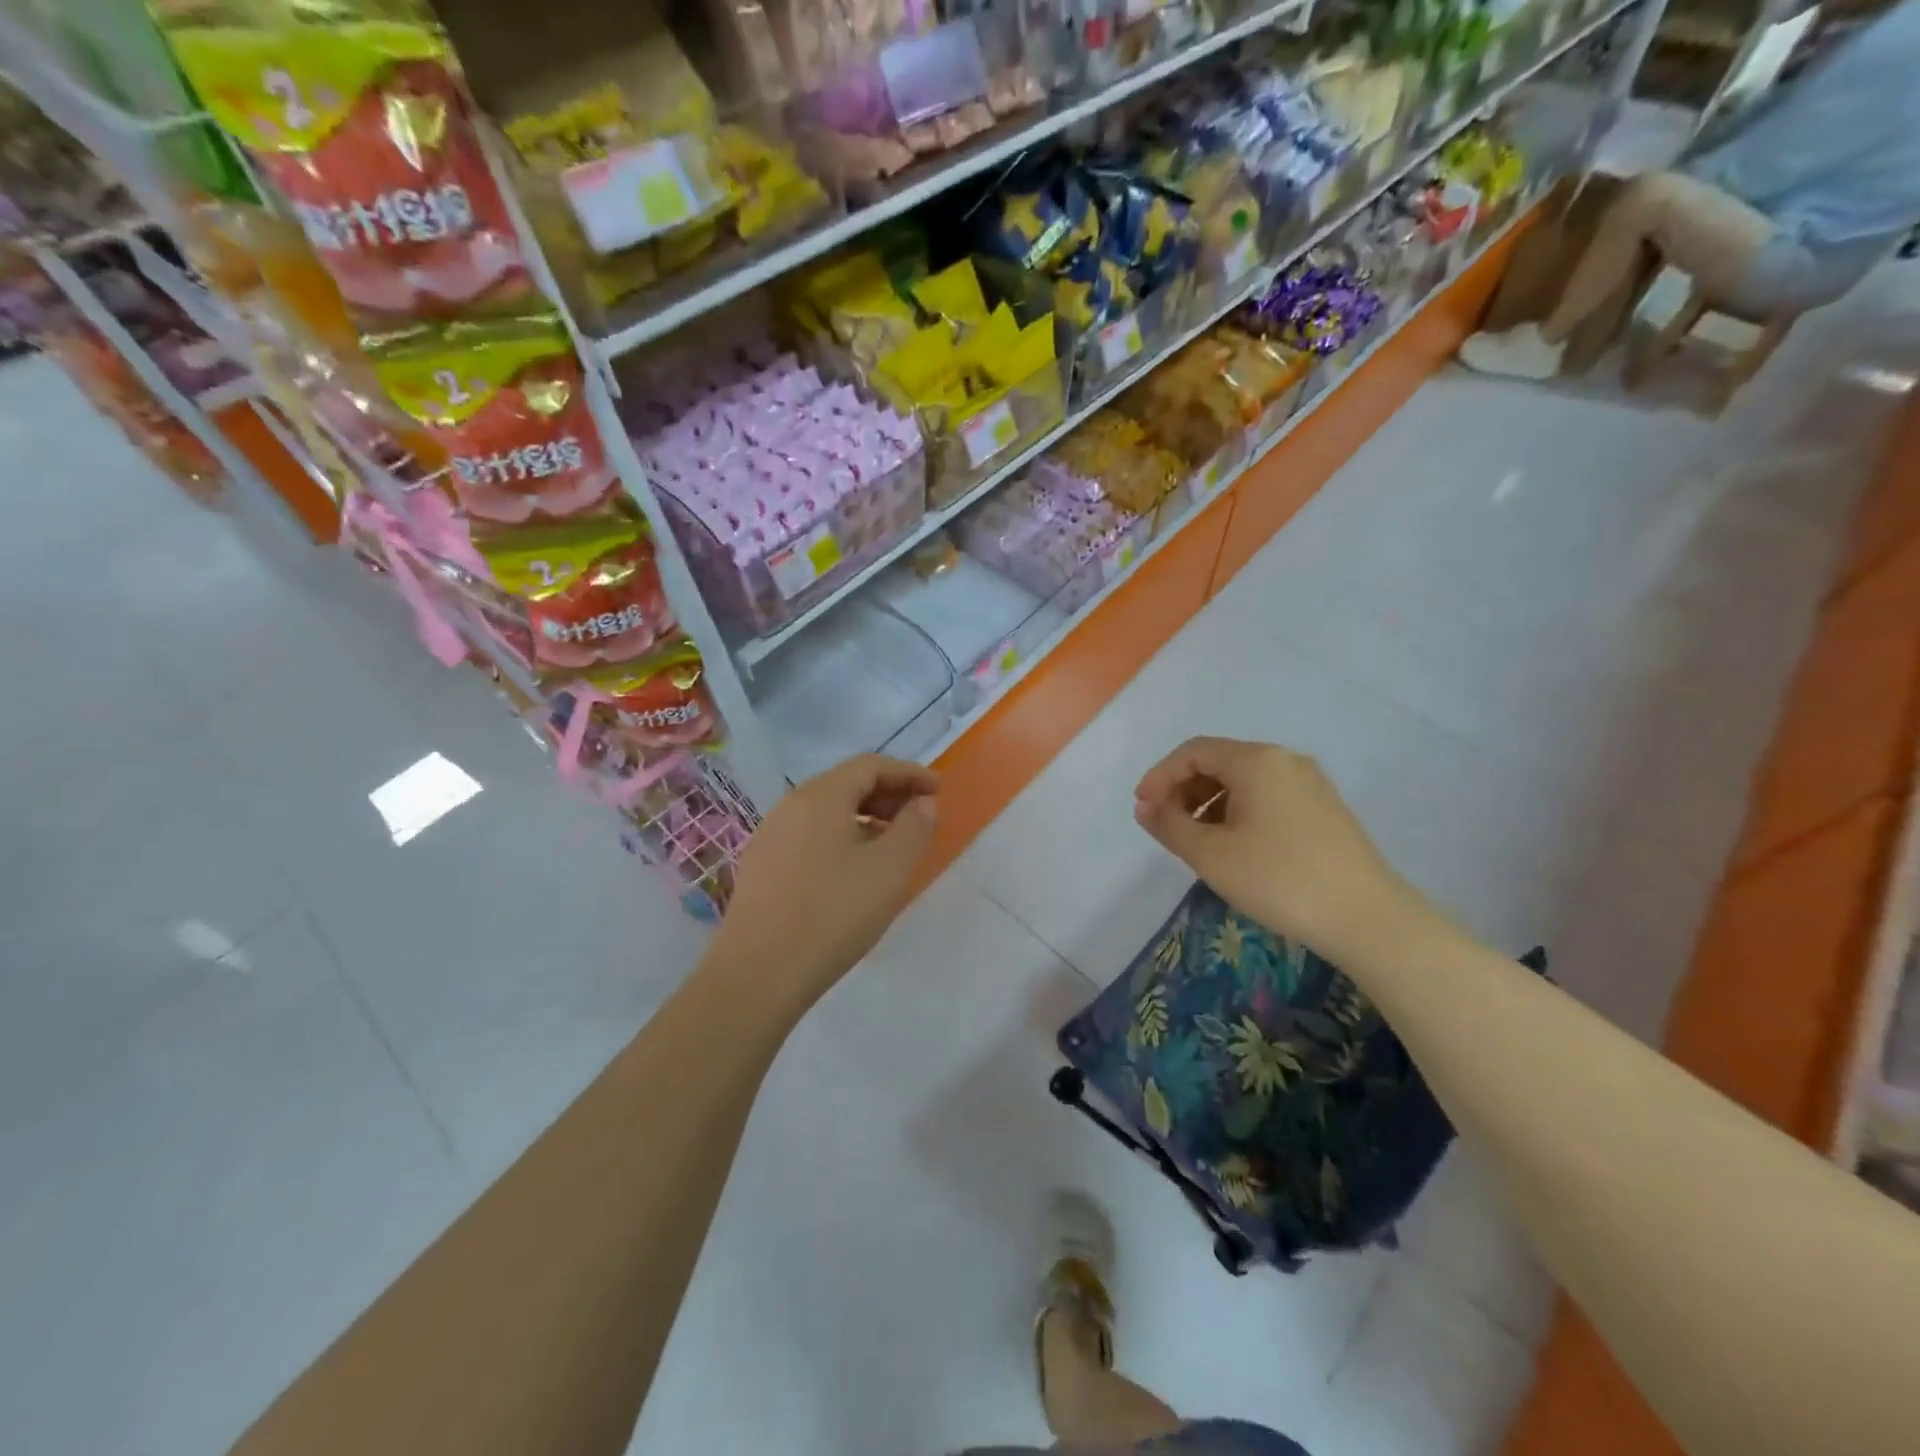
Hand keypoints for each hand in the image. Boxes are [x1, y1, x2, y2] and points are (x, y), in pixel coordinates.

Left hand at [706, 755, 938, 1014]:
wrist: (758, 974)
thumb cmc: (833, 913)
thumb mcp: (889, 869)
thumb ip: (913, 827)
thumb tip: (922, 803)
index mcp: (820, 796)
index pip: (870, 766)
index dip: (909, 773)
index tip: (939, 789)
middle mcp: (790, 806)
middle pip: (846, 783)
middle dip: (888, 794)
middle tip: (920, 816)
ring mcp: (770, 836)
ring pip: (827, 811)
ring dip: (866, 817)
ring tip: (892, 844)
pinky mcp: (762, 867)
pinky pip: (810, 835)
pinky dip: (842, 837)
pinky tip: (854, 870)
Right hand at [1133, 737, 1419, 962]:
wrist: (1366, 918)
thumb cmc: (1278, 878)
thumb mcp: (1210, 854)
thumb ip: (1169, 825)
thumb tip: (1145, 807)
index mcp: (1256, 760)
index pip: (1193, 752)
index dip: (1160, 776)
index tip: (1142, 808)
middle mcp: (1285, 760)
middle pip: (1220, 762)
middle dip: (1184, 790)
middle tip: (1165, 825)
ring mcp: (1310, 783)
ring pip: (1244, 781)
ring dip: (1209, 803)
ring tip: (1195, 841)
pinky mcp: (1324, 808)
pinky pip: (1267, 796)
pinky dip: (1238, 811)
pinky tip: (1233, 846)